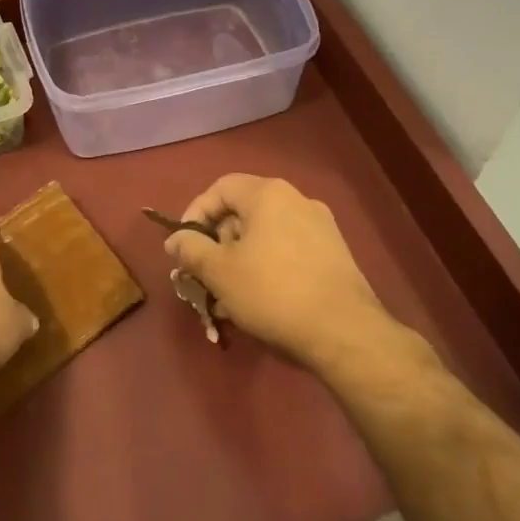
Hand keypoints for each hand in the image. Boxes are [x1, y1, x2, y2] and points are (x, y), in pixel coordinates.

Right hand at [163, 174, 389, 368]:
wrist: (343, 332)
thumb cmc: (272, 292)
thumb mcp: (219, 271)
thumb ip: (191, 248)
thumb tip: (176, 239)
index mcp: (269, 195)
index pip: (220, 188)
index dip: (194, 214)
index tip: (183, 246)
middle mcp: (298, 201)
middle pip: (243, 213)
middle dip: (216, 245)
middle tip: (203, 277)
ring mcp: (321, 228)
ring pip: (264, 237)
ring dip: (238, 262)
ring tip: (225, 300)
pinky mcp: (333, 255)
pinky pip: (286, 252)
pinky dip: (265, 270)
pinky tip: (256, 303)